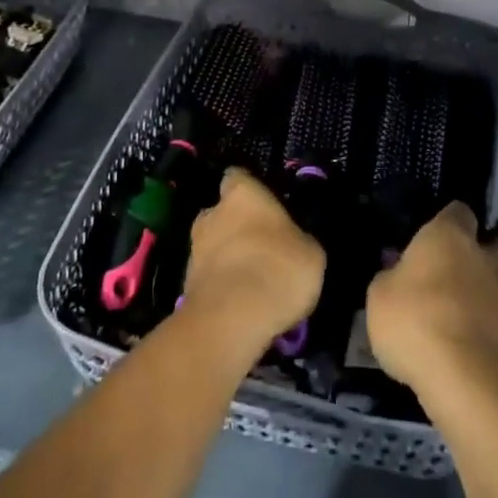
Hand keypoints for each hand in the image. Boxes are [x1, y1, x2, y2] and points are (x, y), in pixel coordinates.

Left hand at [183, 169, 324, 348]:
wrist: (231, 320)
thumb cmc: (278, 269)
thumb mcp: (311, 253)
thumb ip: (298, 239)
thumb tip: (293, 242)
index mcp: (242, 192)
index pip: (238, 177)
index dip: (251, 190)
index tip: (265, 206)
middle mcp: (212, 212)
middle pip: (222, 212)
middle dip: (236, 226)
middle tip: (260, 246)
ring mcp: (194, 249)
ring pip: (213, 245)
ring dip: (227, 257)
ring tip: (251, 281)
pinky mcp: (186, 284)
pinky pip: (209, 276)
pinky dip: (221, 285)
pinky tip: (240, 303)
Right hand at [366, 203, 497, 395]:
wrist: (460, 375)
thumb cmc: (413, 317)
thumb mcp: (379, 293)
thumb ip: (390, 276)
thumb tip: (397, 273)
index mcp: (449, 235)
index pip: (458, 210)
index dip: (447, 219)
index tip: (430, 234)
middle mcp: (479, 257)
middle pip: (494, 242)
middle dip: (482, 250)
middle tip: (454, 264)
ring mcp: (497, 296)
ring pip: (495, 280)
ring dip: (479, 288)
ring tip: (450, 305)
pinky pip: (490, 316)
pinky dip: (477, 321)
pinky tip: (453, 334)